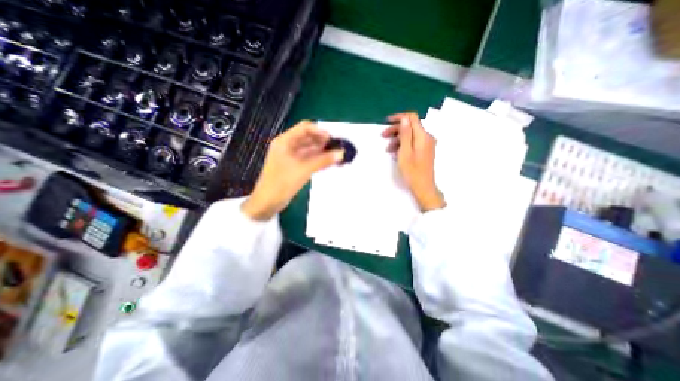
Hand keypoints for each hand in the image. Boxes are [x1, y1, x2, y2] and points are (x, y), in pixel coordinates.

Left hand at [242, 120, 342, 220]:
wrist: (268, 202)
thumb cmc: (282, 183)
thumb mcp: (303, 169)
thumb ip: (323, 160)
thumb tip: (341, 153)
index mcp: (285, 141)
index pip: (304, 128)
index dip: (319, 131)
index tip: (333, 139)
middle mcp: (288, 146)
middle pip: (308, 138)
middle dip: (323, 142)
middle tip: (338, 147)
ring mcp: (291, 157)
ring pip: (310, 150)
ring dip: (322, 151)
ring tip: (337, 155)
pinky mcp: (295, 167)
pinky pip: (309, 159)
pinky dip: (319, 160)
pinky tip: (329, 162)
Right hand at [381, 112, 446, 211]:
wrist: (423, 187)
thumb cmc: (412, 171)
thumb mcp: (405, 152)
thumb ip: (405, 134)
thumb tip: (404, 118)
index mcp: (422, 136)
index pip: (411, 118)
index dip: (399, 117)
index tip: (386, 122)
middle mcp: (427, 137)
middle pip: (410, 126)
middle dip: (396, 130)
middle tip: (383, 137)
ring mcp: (426, 144)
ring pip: (410, 135)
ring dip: (398, 139)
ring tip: (388, 150)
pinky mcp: (424, 151)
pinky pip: (413, 142)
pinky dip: (403, 145)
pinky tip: (396, 153)